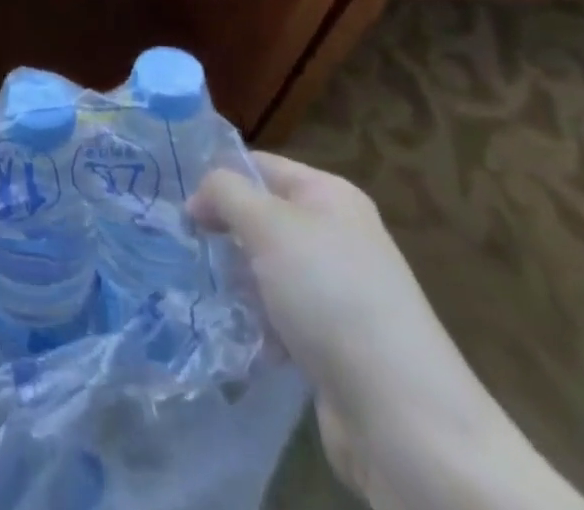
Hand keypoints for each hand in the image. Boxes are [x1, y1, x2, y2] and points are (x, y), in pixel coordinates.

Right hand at [190, 154, 583, 509]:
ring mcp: (337, 290)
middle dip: (226, 233)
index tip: (179, 204)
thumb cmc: (331, 296)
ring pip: (267, 269)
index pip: (260, 165)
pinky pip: (282, 316)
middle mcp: (336, 235)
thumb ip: (226, 193)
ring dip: (239, 281)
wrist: (403, 417)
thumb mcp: (268, 225)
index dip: (219, 177)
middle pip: (262, 218)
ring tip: (210, 293)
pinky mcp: (335, 342)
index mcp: (329, 195)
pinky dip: (259, 323)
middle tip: (188, 247)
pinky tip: (241, 335)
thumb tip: (200, 197)